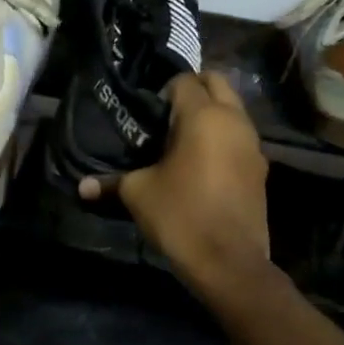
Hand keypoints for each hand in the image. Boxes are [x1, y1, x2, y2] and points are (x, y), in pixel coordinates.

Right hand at [82, 72, 271, 292]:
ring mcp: (252, 144)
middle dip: (193, 90)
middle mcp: (234, 121)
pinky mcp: (260, 168)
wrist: (230, 263)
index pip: (184, 81)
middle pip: (216, 83)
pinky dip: (223, 136)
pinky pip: (240, 136)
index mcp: (203, 116)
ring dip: (212, 112)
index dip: (163, 91)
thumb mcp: (139, 195)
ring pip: (233, 109)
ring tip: (182, 138)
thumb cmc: (181, 216)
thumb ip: (111, 182)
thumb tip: (83, 187)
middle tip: (166, 115)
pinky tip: (202, 162)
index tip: (147, 113)